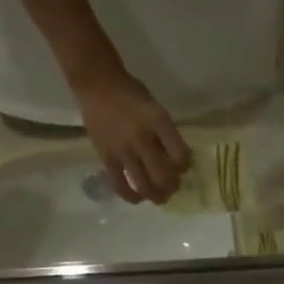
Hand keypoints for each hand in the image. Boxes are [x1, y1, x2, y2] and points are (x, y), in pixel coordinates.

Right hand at [73, 68, 191, 205]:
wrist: (97, 85)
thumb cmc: (131, 95)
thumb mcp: (156, 109)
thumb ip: (166, 134)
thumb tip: (176, 161)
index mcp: (158, 122)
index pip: (180, 156)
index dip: (185, 166)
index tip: (183, 167)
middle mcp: (142, 138)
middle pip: (163, 176)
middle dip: (172, 186)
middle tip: (172, 187)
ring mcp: (123, 150)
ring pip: (144, 185)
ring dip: (155, 196)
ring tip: (159, 197)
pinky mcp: (107, 158)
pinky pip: (120, 185)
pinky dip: (131, 196)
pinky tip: (138, 198)